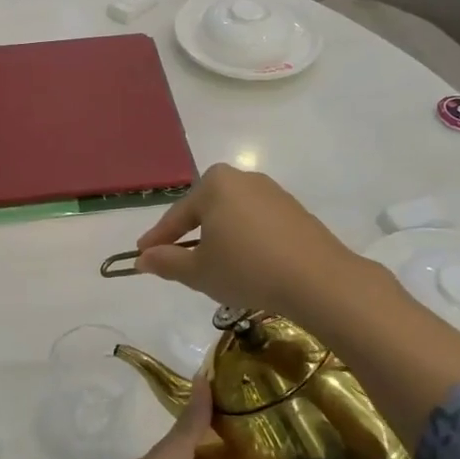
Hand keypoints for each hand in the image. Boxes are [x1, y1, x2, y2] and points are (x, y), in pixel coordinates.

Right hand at [133, 164, 359, 327]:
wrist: (318, 279)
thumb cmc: (247, 269)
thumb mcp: (199, 271)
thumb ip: (167, 261)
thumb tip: (143, 259)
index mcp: (214, 184)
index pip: (176, 215)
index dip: (157, 240)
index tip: (141, 256)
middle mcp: (243, 179)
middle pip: (205, 211)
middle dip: (189, 236)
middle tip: (176, 261)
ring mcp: (273, 193)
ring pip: (232, 217)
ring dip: (218, 239)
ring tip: (212, 268)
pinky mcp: (295, 212)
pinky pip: (257, 224)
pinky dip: (245, 242)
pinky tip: (245, 266)